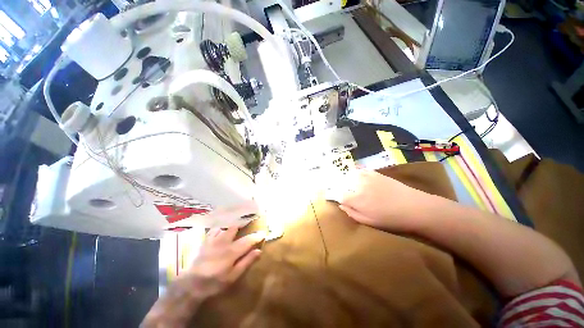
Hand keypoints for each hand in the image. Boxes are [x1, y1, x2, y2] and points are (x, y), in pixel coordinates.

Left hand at [184, 227, 265, 299]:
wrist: (191, 284)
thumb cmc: (215, 282)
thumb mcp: (233, 276)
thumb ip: (246, 262)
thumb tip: (259, 251)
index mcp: (232, 251)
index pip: (248, 240)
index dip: (257, 236)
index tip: (263, 233)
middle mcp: (224, 241)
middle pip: (235, 227)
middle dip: (243, 224)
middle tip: (248, 224)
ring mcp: (213, 240)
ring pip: (225, 227)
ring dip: (231, 226)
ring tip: (236, 227)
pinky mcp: (206, 241)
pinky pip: (214, 230)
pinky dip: (220, 228)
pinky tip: (221, 231)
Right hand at [339, 169, 421, 231]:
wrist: (413, 207)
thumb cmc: (390, 219)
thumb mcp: (369, 222)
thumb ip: (352, 213)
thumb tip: (341, 205)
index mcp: (356, 199)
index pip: (341, 196)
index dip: (341, 199)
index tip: (345, 202)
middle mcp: (358, 186)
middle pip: (344, 185)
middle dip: (344, 189)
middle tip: (350, 195)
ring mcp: (367, 178)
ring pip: (351, 176)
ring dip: (349, 180)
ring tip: (353, 185)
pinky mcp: (375, 173)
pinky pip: (361, 170)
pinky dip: (358, 173)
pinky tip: (360, 177)